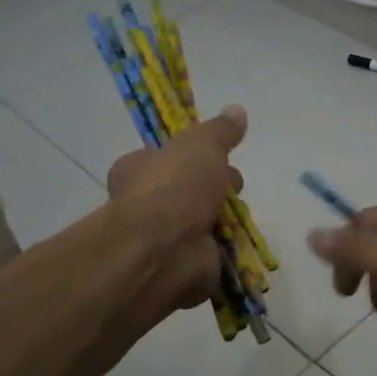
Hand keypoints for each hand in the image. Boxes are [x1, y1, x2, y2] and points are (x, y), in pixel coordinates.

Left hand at [106, 107, 246, 318]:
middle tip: (232, 186)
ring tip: (238, 215)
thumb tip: (237, 109)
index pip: (165, 158)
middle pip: (190, 190)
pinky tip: (239, 242)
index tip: (218, 157)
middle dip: (217, 188)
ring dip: (225, 219)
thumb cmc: (175, 186)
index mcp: (137, 170)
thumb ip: (220, 130)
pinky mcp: (184, 266)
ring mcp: (164, 238)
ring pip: (204, 222)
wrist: (165, 249)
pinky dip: (228, 249)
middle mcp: (145, 204)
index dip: (193, 157)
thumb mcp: (202, 144)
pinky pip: (213, 253)